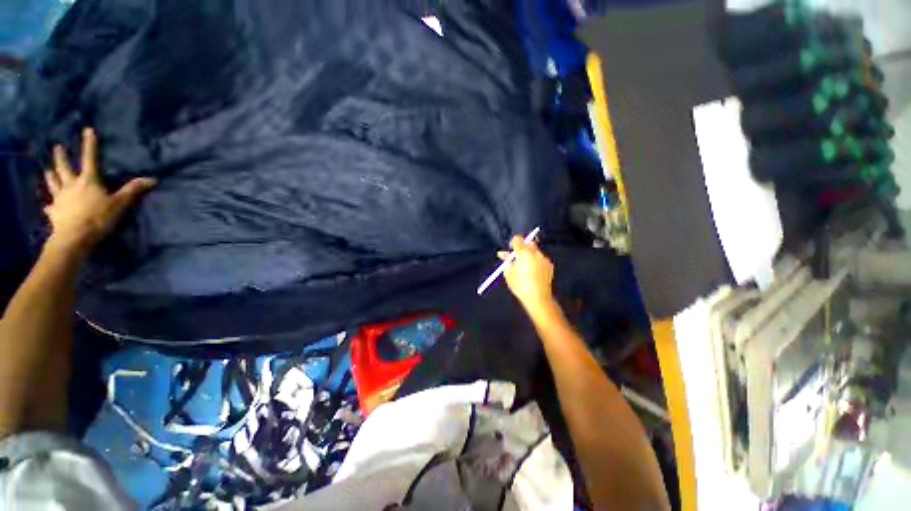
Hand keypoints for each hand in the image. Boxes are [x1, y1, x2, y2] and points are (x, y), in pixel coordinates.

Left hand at [43, 128, 155, 255]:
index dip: (89, 144)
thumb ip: (133, 191)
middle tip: (57, 147)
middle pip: (64, 168)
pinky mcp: (54, 212)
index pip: (90, 158)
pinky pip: (50, 207)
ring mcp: (60, 198)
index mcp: (88, 181)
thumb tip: (152, 179)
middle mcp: (71, 185)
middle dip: (61, 157)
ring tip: (47, 170)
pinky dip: (49, 205)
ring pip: (53, 183)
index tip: (87, 130)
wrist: (75, 237)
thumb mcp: (120, 204)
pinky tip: (47, 206)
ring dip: (51, 176)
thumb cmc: (98, 217)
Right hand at [499, 235, 555, 313]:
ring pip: (535, 251)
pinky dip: (536, 261)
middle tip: (517, 257)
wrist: (537, 297)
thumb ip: (506, 261)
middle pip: (528, 242)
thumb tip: (502, 254)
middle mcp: (534, 252)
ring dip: (529, 254)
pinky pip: (541, 258)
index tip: (510, 250)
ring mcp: (543, 258)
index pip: (517, 239)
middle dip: (522, 247)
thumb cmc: (520, 285)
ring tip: (525, 267)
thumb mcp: (508, 273)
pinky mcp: (549, 265)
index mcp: (523, 252)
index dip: (513, 243)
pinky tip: (533, 272)